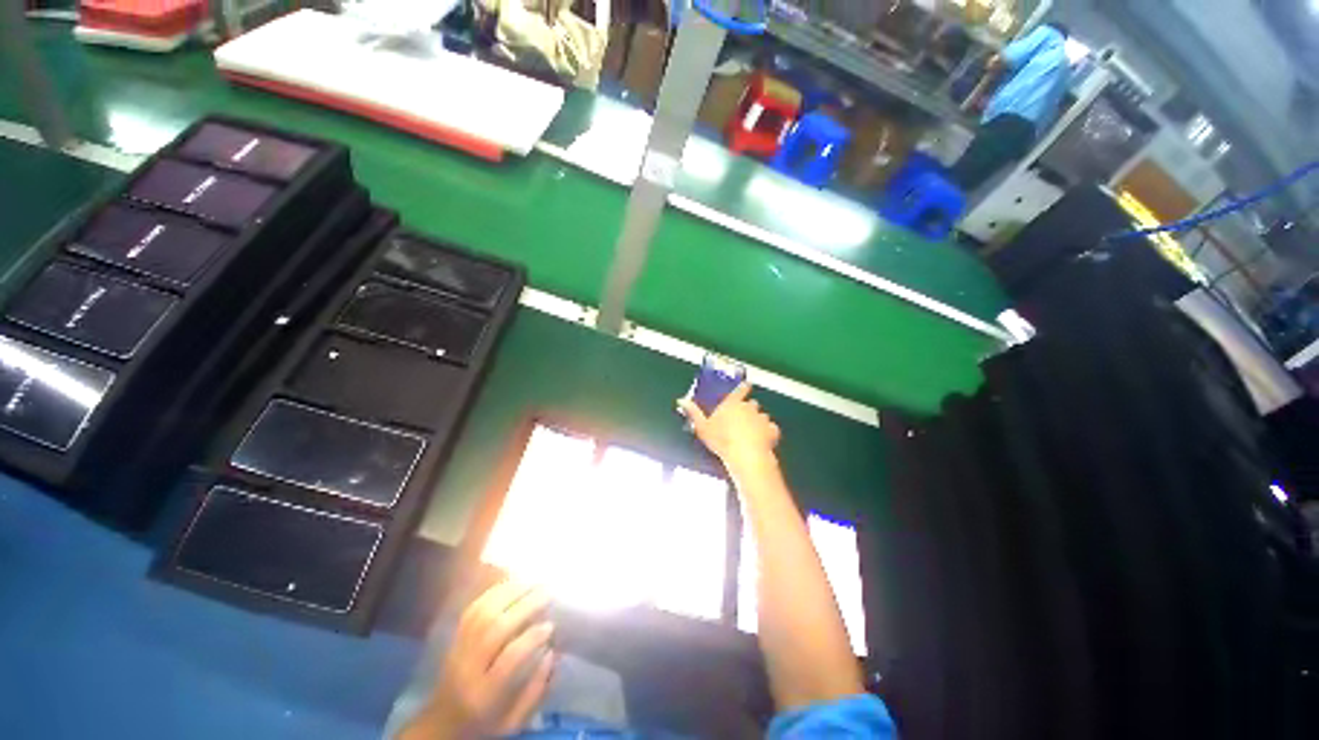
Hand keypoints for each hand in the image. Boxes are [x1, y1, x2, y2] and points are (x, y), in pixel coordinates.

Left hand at [405, 581, 555, 739]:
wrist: (440, 725)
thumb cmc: (483, 725)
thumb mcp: (512, 723)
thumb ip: (535, 691)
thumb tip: (552, 653)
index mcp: (484, 695)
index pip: (509, 658)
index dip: (532, 637)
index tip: (551, 625)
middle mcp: (467, 668)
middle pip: (495, 628)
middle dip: (525, 606)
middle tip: (548, 592)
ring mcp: (457, 649)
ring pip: (483, 613)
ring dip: (511, 592)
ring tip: (534, 581)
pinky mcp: (454, 638)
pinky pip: (473, 608)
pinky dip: (494, 592)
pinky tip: (512, 584)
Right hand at [678, 383, 780, 473]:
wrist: (745, 455)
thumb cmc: (721, 440)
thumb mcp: (702, 427)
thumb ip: (693, 413)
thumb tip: (681, 400)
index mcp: (732, 404)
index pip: (741, 389)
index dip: (744, 387)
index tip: (746, 386)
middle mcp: (749, 407)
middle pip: (752, 403)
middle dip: (749, 408)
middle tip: (742, 418)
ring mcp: (762, 418)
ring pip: (762, 416)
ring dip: (759, 421)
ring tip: (752, 432)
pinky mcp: (772, 431)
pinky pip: (771, 429)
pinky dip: (769, 433)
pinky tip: (763, 441)